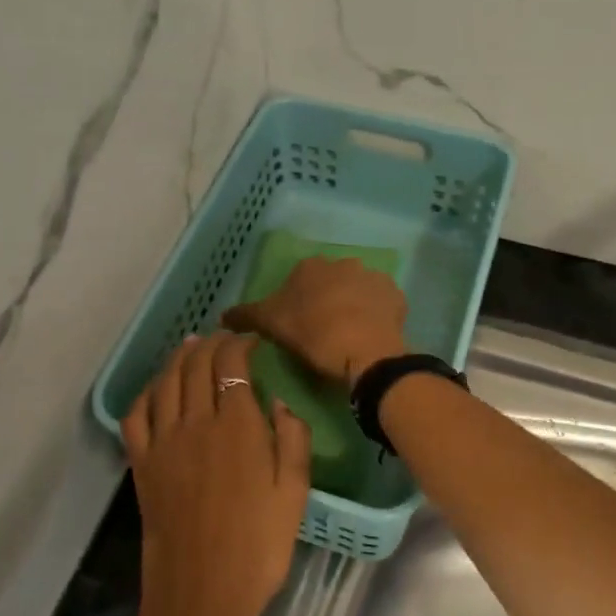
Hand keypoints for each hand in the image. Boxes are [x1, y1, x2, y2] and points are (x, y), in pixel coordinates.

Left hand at [122, 333, 311, 615]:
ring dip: (178, 358)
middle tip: (223, 339)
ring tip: (190, 347)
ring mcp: (163, 442)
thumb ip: (292, 439)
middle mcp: (195, 422)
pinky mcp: (142, 464)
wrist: (203, 592)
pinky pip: (137, 414)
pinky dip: (147, 391)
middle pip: (196, 365)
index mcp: (237, 425)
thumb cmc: (259, 545)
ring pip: (165, 381)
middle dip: (210, 343)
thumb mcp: (295, 492)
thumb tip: (278, 402)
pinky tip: (157, 389)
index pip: (231, 364)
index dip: (239, 343)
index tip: (251, 341)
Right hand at [223, 257, 407, 386]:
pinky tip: (369, 334)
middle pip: (328, 282)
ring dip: (352, 305)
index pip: (298, 281)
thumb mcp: (270, 326)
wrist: (365, 352)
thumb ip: (244, 316)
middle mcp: (342, 262)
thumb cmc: (313, 334)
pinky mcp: (395, 295)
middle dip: (325, 300)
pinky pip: (380, 303)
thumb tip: (220, 316)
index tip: (297, 326)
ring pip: (356, 290)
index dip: (296, 303)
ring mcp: (372, 277)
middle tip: (321, 331)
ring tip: (347, 334)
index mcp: (310, 267)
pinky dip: (375, 314)